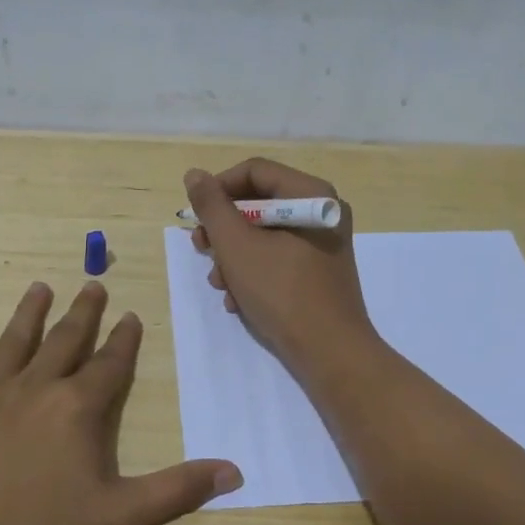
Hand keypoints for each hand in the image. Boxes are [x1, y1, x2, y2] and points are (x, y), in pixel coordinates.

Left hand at [0, 280, 241, 524]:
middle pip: (64, 340)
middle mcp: (35, 389)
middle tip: (93, 284)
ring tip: (39, 287)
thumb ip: (177, 490)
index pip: (109, 364)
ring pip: (13, 343)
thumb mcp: (121, 517)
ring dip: (29, 313)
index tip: (132, 315)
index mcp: (76, 408)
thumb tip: (234, 470)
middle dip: (83, 312)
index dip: (124, 340)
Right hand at [184, 158, 375, 374]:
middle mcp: (321, 211)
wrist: (330, 353)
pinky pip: (278, 257)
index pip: (255, 171)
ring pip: (264, 234)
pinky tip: (237, 300)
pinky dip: (253, 272)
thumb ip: (212, 207)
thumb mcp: (236, 246)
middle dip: (224, 230)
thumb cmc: (282, 292)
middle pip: (259, 203)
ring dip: (233, 256)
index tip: (195, 216)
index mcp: (311, 194)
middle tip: (201, 249)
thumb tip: (195, 175)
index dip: (219, 188)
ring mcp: (322, 243)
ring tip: (219, 283)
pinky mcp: (318, 271)